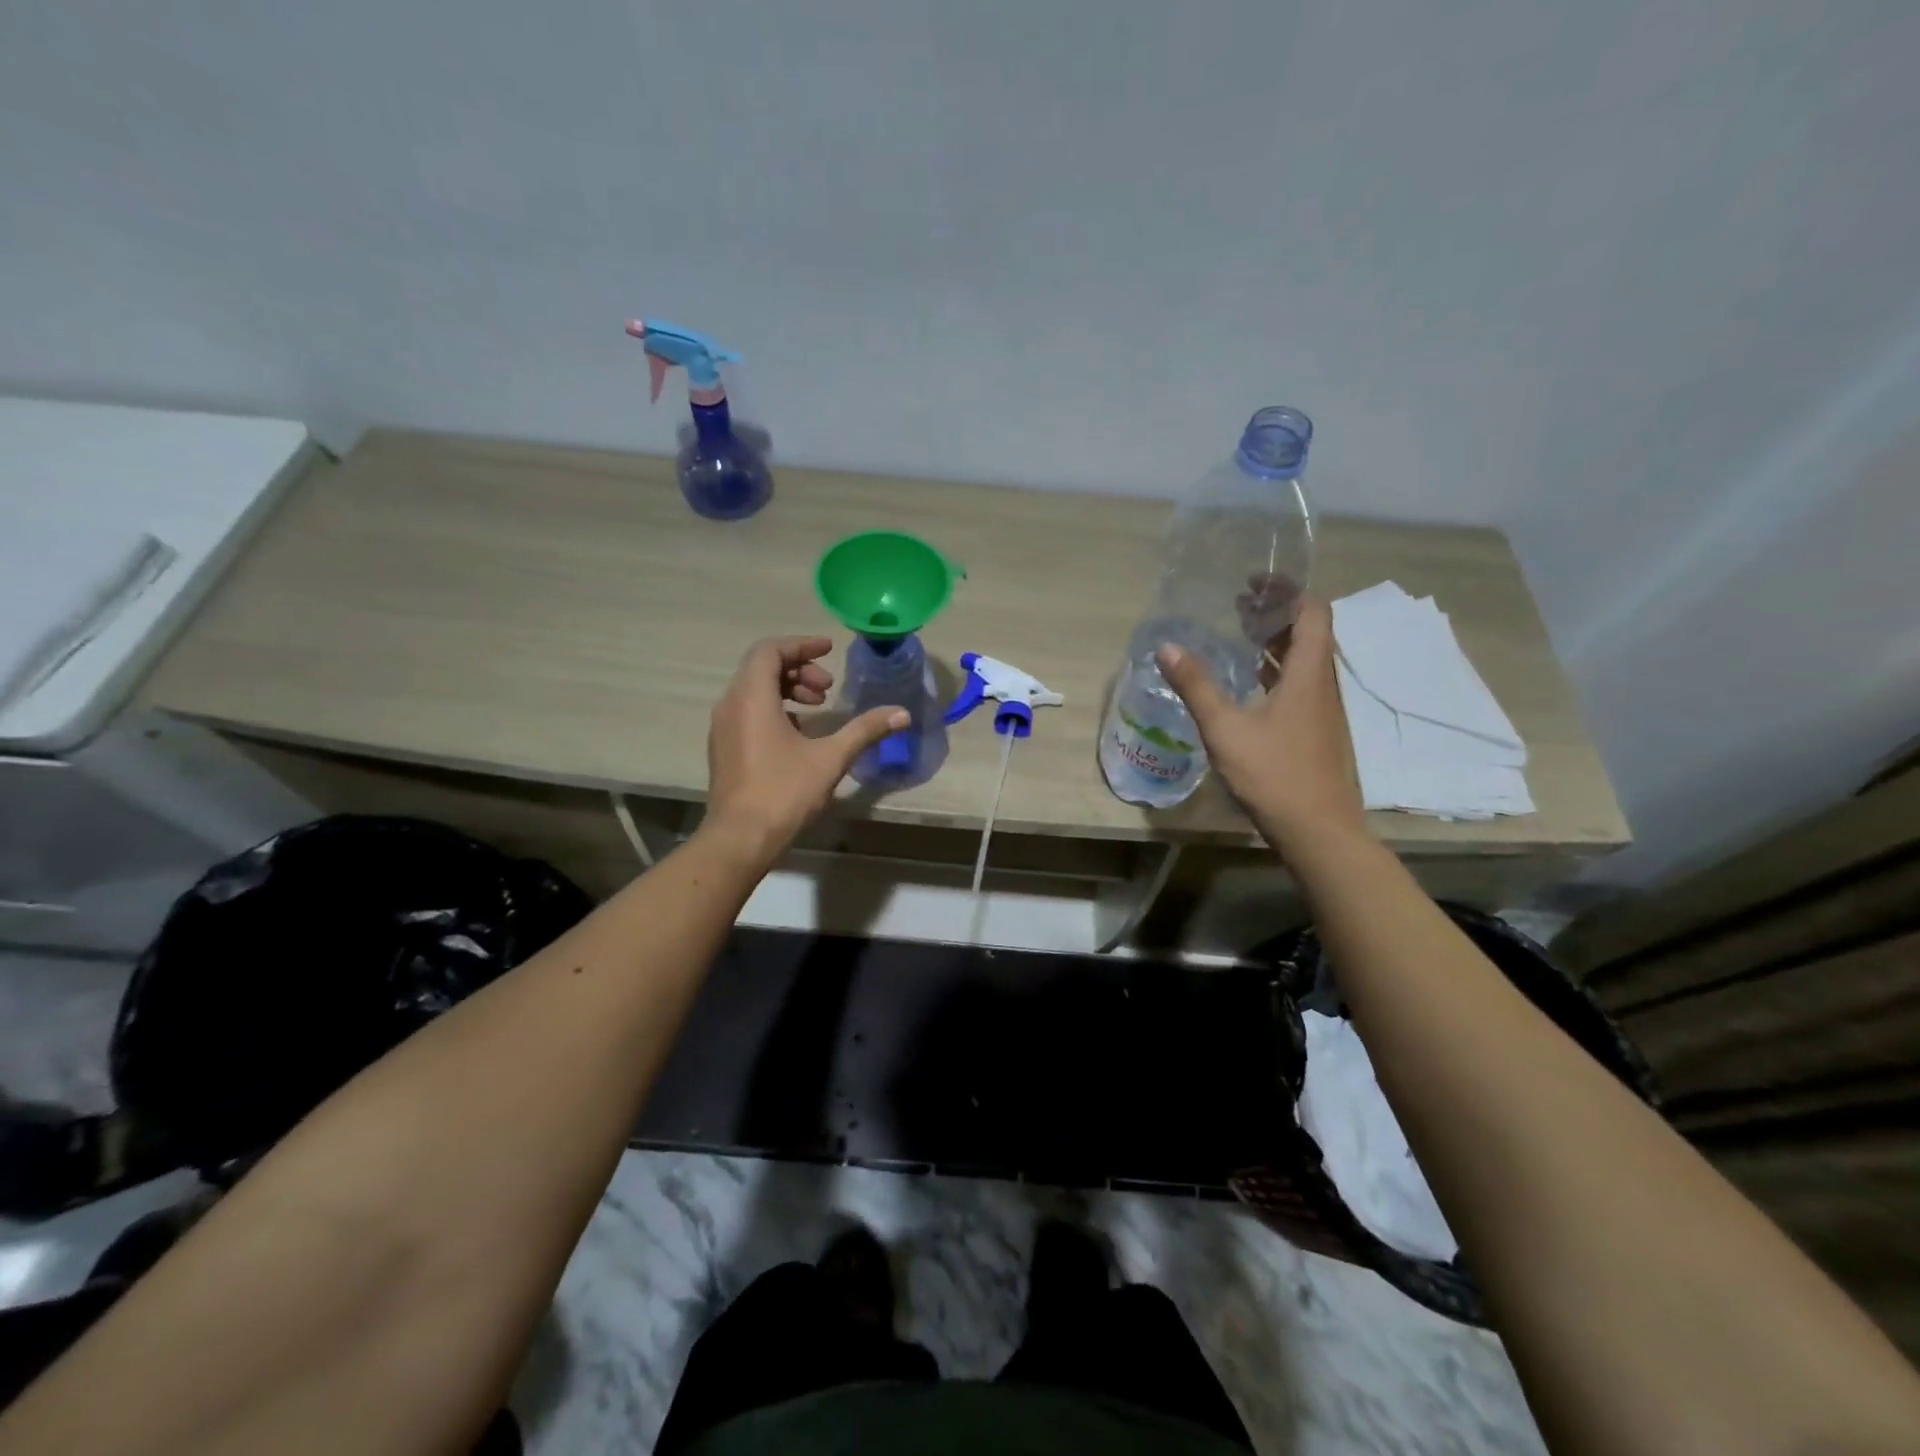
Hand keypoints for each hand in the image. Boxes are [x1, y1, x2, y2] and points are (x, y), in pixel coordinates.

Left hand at [703, 636, 907, 861]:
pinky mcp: (724, 748)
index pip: (770, 650)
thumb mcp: (831, 758)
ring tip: (818, 708)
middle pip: (761, 668)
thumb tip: (902, 713)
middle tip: (828, 688)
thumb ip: (865, 730)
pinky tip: (799, 734)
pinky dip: (774, 709)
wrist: (739, 838)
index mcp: (752, 697)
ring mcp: (723, 728)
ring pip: (753, 690)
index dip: (801, 645)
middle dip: (798, 669)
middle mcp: (731, 705)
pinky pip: (747, 712)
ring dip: (787, 690)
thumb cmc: (784, 792)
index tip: (829, 649)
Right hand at [1155, 595, 1366, 855]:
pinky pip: (1299, 686)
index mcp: (1309, 674)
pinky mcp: (1316, 733)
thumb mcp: (1225, 729)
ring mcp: (1323, 712)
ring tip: (1238, 636)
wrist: (1319, 832)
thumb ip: (1197, 686)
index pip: (1313, 612)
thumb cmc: (1274, 775)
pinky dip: (1275, 672)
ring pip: (1304, 661)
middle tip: (1238, 606)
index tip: (1254, 583)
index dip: (1288, 591)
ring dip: (1275, 643)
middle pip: (1309, 633)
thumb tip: (1166, 647)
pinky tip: (1247, 686)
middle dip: (1276, 613)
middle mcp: (1322, 686)